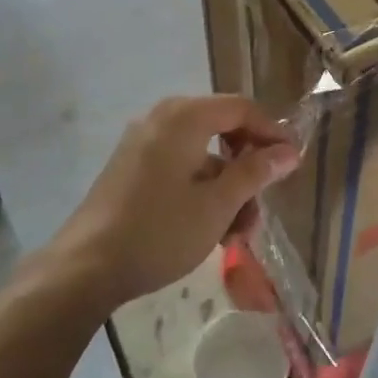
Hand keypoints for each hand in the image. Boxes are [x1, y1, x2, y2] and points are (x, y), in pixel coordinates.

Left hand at [55, 96, 300, 310]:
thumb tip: (289, 151)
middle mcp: (162, 118)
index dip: (272, 133)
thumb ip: (256, 172)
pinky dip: (201, 189)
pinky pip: (179, 166)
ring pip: (202, 153)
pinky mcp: (131, 167)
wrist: (84, 268)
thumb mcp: (217, 204)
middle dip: (248, 167)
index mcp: (185, 117)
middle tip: (263, 203)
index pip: (242, 109)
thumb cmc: (160, 231)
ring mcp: (142, 143)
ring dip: (226, 186)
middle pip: (222, 128)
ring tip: (238, 232)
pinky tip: (210, 229)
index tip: (292, 164)